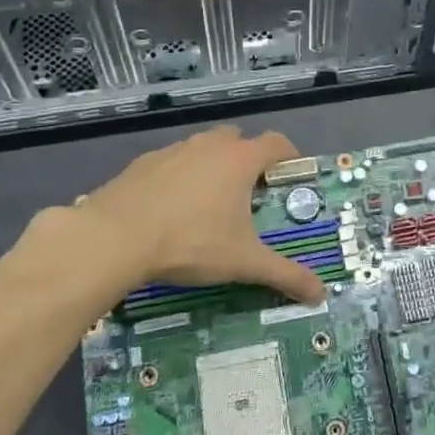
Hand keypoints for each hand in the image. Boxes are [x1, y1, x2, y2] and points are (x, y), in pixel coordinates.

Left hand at [61, 126, 326, 305]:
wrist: (113, 238)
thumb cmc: (190, 242)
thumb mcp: (243, 263)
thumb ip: (285, 275)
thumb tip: (321, 294)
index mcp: (239, 160)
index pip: (276, 143)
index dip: (289, 156)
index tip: (292, 176)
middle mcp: (208, 146)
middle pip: (238, 139)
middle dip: (248, 159)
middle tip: (250, 194)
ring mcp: (172, 151)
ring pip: (202, 149)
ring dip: (211, 166)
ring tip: (209, 203)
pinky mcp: (141, 164)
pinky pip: (171, 163)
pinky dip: (178, 178)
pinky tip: (170, 210)